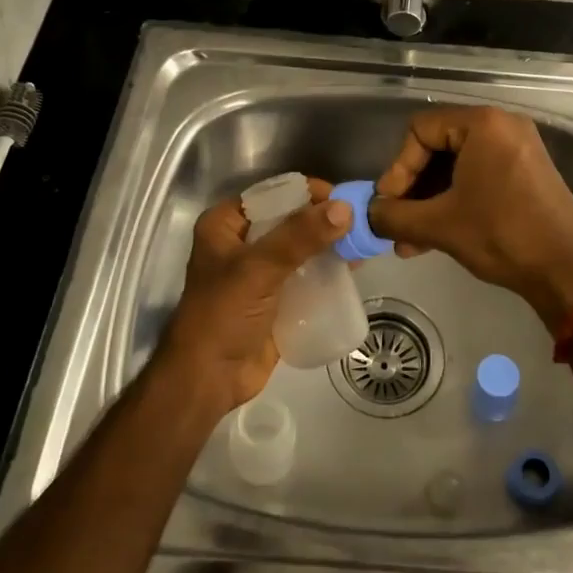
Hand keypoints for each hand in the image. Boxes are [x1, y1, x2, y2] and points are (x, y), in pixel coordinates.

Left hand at [154, 177, 350, 413]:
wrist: (209, 380)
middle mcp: (242, 242)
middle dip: (324, 219)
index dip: (307, 192)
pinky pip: (306, 274)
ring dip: (330, 244)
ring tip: (363, 241)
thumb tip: (345, 208)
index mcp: (226, 224)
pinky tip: (354, 266)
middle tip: (360, 221)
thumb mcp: (258, 269)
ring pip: (302, 247)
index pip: (273, 194)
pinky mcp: (277, 298)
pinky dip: (328, 269)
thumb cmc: (223, 316)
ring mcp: (260, 272)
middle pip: (290, 219)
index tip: (343, 199)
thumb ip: (300, 237)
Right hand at [367, 107, 572, 330]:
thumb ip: (394, 216)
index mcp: (483, 124)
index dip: (398, 168)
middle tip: (397, 223)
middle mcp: (503, 126)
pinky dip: (456, 202)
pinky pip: (479, 177)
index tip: (389, 205)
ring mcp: (519, 149)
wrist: (567, 270)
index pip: (420, 130)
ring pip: (457, 167)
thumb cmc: (501, 235)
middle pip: (437, 147)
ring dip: (431, 202)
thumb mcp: (440, 225)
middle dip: (413, 190)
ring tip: (411, 242)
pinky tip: (436, 237)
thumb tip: (368, 215)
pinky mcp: (527, 173)